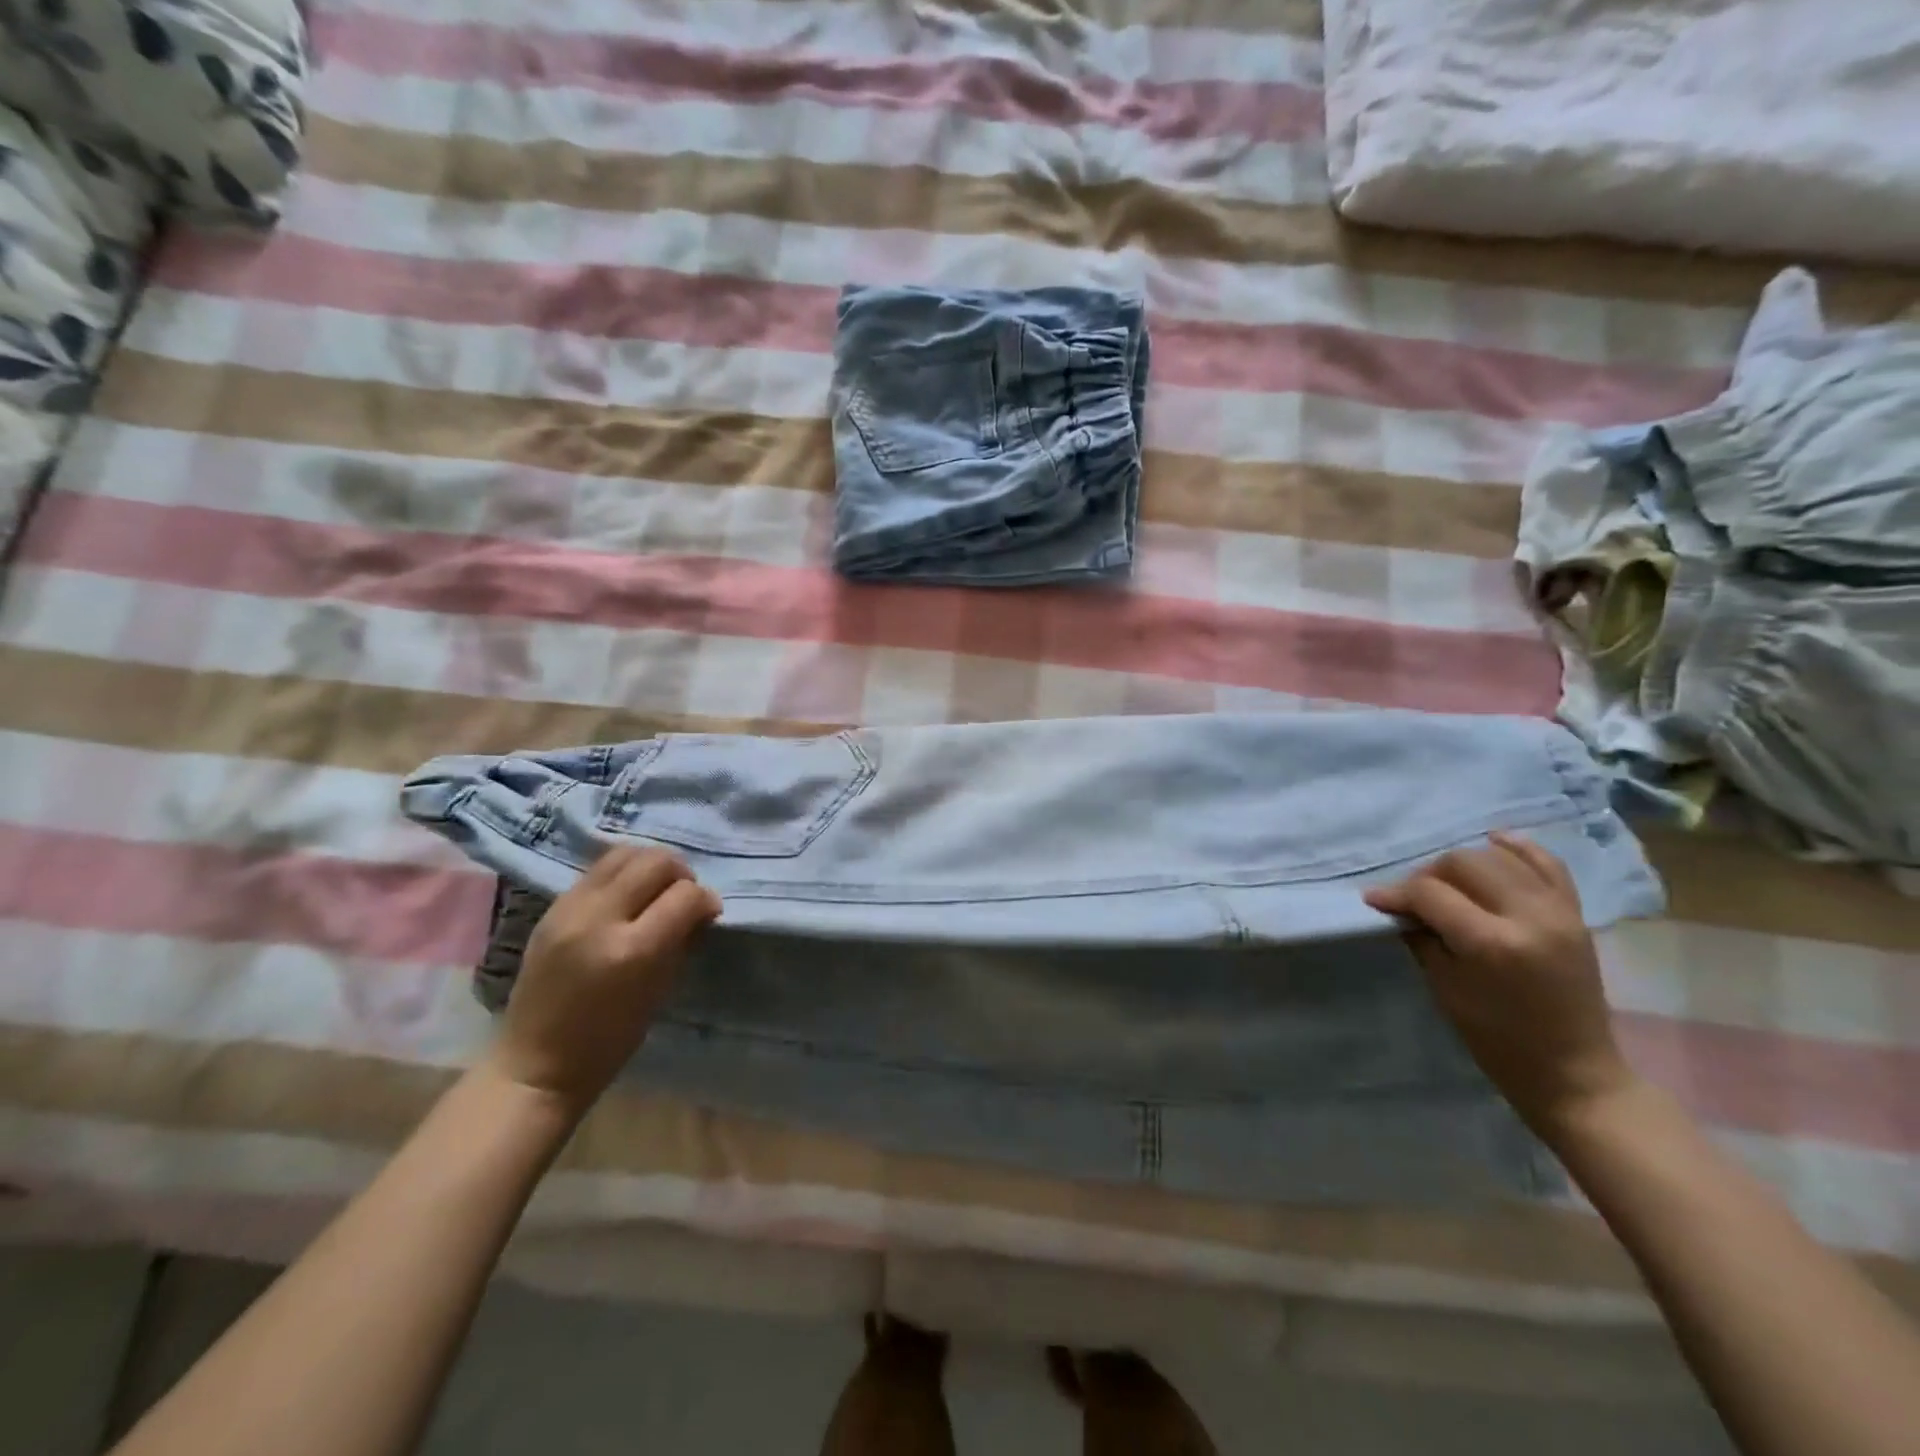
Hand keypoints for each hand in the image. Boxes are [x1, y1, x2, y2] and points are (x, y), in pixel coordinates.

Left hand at [487, 847, 719, 1120]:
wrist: (536, 1062)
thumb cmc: (609, 1040)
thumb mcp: (660, 991)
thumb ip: (682, 941)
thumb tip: (701, 908)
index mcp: (632, 950)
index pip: (685, 895)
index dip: (705, 899)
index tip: (709, 913)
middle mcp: (599, 919)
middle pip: (655, 861)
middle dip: (680, 874)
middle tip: (683, 897)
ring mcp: (569, 909)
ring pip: (624, 853)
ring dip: (650, 866)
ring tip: (655, 890)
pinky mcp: (551, 907)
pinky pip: (597, 870)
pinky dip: (622, 874)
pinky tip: (627, 897)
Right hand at [1363, 832, 1636, 1136]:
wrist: (1573, 1070)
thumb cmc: (1497, 1038)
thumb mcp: (1445, 987)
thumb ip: (1423, 937)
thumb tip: (1400, 906)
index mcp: (1492, 943)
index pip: (1430, 893)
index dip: (1396, 893)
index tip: (1374, 899)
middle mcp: (1528, 917)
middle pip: (1464, 863)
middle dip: (1429, 875)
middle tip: (1414, 898)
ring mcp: (1558, 913)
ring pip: (1498, 856)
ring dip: (1464, 863)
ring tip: (1449, 884)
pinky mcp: (1575, 915)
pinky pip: (1547, 864)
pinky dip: (1518, 848)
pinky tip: (1493, 842)